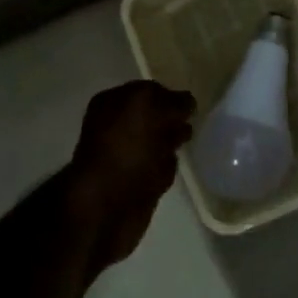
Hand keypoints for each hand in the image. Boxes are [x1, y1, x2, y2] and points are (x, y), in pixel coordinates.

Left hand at [68, 81, 195, 267]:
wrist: (106, 206)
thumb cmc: (124, 148)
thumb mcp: (148, 107)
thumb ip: (171, 100)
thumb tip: (188, 101)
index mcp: (112, 104)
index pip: (147, 92)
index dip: (170, 95)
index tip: (191, 104)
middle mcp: (117, 128)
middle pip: (153, 118)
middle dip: (173, 118)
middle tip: (192, 121)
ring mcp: (127, 159)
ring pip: (157, 143)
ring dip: (172, 141)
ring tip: (187, 141)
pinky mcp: (138, 186)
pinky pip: (159, 170)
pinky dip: (167, 167)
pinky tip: (173, 166)